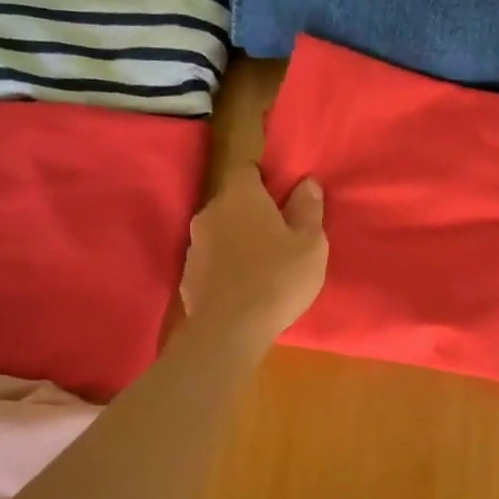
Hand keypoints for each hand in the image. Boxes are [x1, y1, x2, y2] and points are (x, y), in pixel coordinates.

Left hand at [181, 166, 328, 348]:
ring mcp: (194, 244)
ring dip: (239, 240)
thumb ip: (308, 208)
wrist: (229, 330)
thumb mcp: (310, 243)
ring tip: (264, 264)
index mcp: (240, 195)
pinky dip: (227, 266)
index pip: (247, 168)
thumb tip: (306, 183)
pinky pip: (212, 260)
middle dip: (255, 212)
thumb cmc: (277, 278)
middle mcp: (210, 212)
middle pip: (234, 201)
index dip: (266, 178)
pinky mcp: (188, 274)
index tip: (284, 196)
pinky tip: (244, 287)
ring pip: (222, 231)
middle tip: (281, 234)